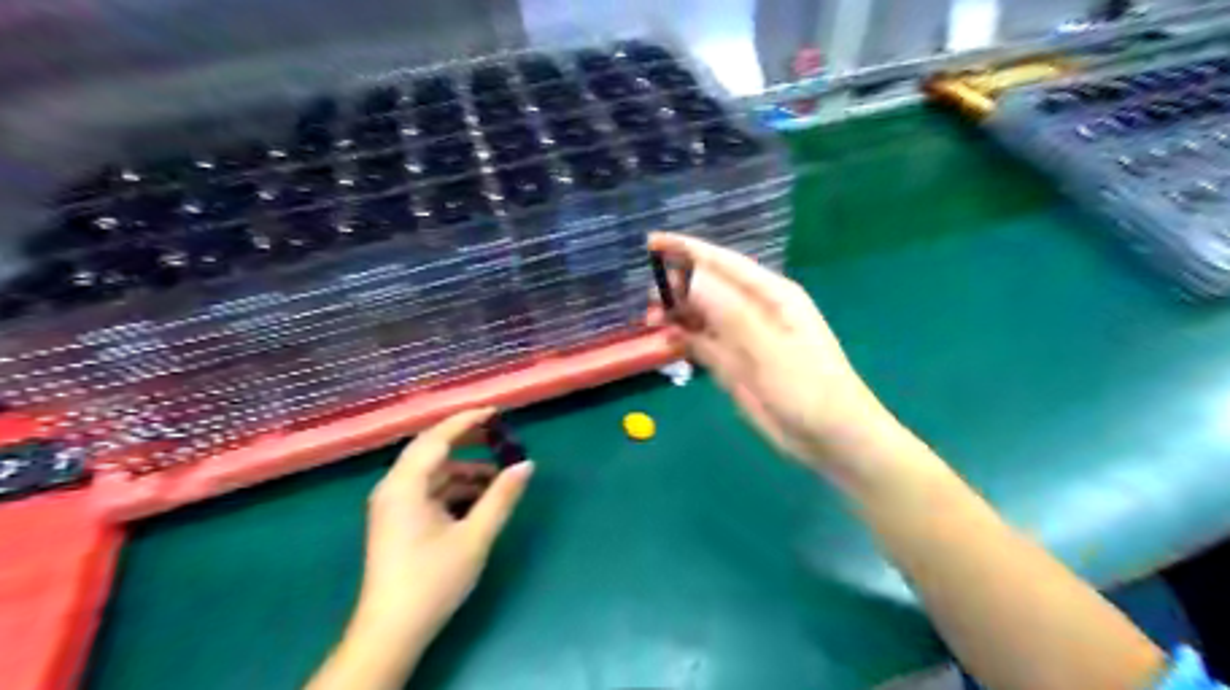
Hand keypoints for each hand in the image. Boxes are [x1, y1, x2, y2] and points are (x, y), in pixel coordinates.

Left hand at [352, 411, 531, 640]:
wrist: (391, 632)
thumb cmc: (432, 580)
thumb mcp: (475, 537)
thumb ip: (501, 497)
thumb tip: (527, 465)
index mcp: (405, 486)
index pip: (437, 438)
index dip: (467, 421)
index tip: (495, 412)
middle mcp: (394, 488)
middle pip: (431, 450)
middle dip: (466, 440)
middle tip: (499, 435)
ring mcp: (394, 505)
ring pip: (432, 472)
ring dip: (464, 469)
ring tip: (498, 477)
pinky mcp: (398, 521)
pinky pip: (429, 490)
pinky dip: (455, 488)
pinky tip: (480, 499)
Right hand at [647, 232, 899, 478]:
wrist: (830, 439)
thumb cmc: (810, 389)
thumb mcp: (770, 349)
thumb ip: (730, 313)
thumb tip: (690, 277)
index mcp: (771, 295)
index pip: (722, 263)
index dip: (687, 250)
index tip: (651, 243)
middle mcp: (754, 311)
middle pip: (707, 288)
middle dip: (676, 287)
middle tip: (648, 299)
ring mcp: (742, 339)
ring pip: (701, 316)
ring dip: (676, 315)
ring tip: (651, 321)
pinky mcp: (734, 364)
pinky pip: (702, 344)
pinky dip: (683, 341)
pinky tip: (667, 343)